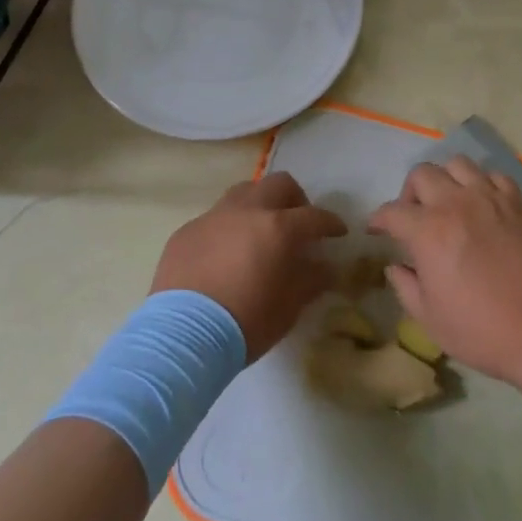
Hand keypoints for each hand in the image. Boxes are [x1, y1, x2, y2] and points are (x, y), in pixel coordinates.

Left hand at [152, 172, 346, 360]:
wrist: (183, 336)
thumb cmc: (246, 322)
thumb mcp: (289, 307)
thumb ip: (311, 280)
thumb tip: (325, 267)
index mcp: (278, 228)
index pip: (314, 217)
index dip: (330, 223)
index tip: (338, 232)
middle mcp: (247, 211)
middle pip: (279, 184)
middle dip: (295, 200)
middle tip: (298, 224)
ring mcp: (213, 217)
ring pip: (244, 192)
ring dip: (259, 205)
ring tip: (260, 231)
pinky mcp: (186, 231)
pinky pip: (214, 218)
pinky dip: (228, 228)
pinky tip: (224, 255)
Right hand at [368, 155, 521, 385]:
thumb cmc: (482, 331)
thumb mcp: (430, 319)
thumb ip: (405, 286)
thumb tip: (395, 265)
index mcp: (428, 232)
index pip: (391, 212)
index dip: (378, 220)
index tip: (376, 229)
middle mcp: (456, 203)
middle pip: (422, 174)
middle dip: (410, 193)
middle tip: (415, 216)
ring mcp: (490, 198)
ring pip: (458, 164)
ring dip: (446, 180)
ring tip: (450, 203)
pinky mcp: (519, 202)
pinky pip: (494, 176)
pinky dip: (482, 185)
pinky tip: (484, 206)